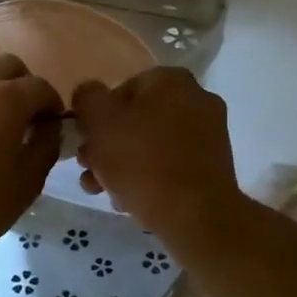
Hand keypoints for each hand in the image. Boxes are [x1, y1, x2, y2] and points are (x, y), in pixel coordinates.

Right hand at [71, 67, 245, 244]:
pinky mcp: (212, 167)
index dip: (96, 115)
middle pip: (136, 119)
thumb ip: (87, 98)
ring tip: (100, 190)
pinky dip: (148, 178)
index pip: (121, 88)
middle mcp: (196, 99)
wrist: (196, 216)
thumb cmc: (143, 161)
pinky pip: (170, 165)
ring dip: (121, 164)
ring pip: (151, 145)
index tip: (84, 141)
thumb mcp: (100, 121)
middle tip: (88, 168)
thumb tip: (88, 93)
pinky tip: (127, 201)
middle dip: (107, 144)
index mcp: (172, 80)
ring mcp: (209, 135)